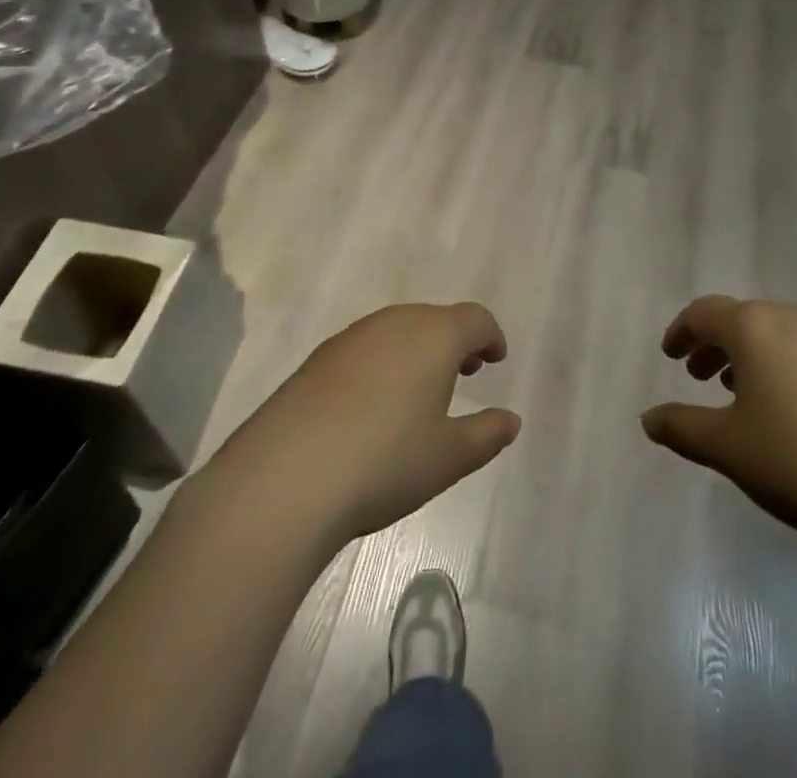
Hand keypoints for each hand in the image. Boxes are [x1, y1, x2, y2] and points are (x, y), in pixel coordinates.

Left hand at [213, 302, 520, 544]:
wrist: (286, 477)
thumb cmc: (385, 461)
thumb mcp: (449, 457)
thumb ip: (486, 434)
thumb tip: (510, 420)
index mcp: (434, 335)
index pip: (474, 319)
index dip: (490, 336)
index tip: (495, 360)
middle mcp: (394, 323)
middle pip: (435, 319)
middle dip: (455, 342)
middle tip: (464, 375)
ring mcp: (352, 338)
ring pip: (398, 331)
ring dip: (418, 351)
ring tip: (420, 393)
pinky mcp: (318, 359)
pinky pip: (366, 349)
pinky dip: (383, 363)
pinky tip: (373, 406)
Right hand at [642, 296, 796, 559]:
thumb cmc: (795, 460)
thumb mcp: (726, 447)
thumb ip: (681, 427)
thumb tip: (648, 419)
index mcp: (755, 327)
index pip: (706, 313)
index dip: (682, 331)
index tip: (669, 354)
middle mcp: (793, 322)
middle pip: (743, 319)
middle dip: (715, 344)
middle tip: (697, 375)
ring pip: (776, 336)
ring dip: (748, 356)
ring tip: (737, 393)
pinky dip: (781, 368)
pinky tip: (785, 411)